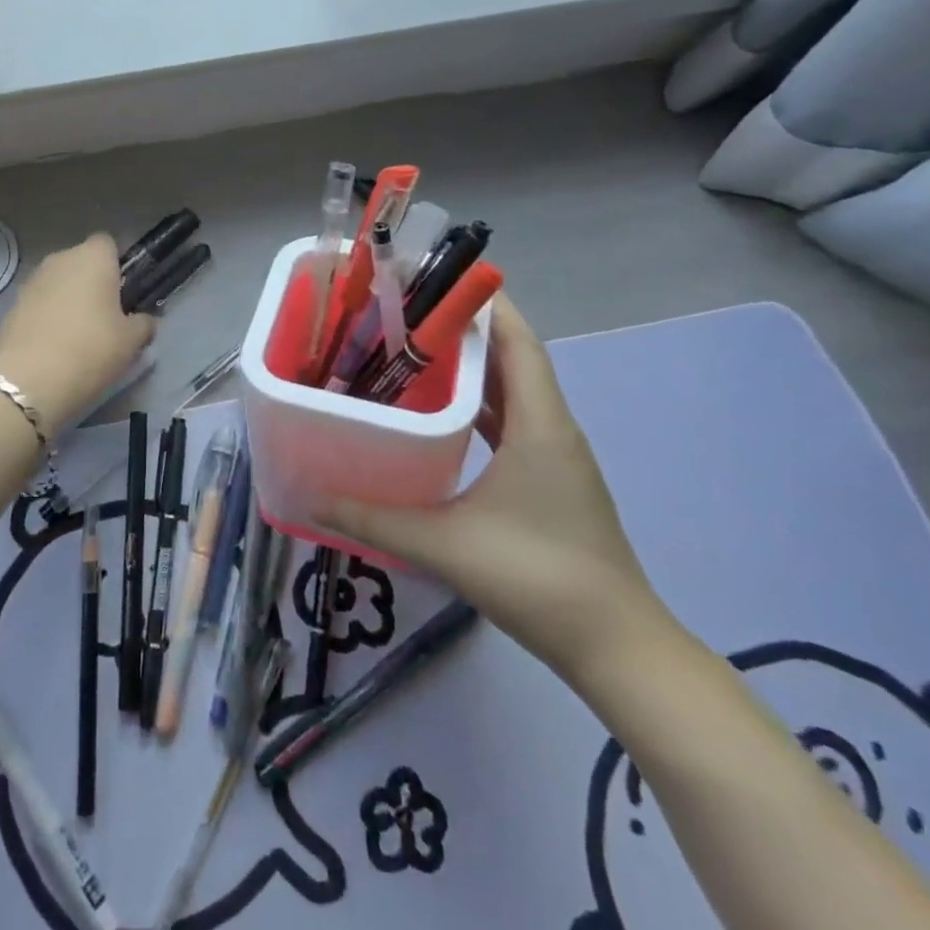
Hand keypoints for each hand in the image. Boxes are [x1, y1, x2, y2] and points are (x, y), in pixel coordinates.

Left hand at [0, 233, 154, 430]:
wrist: (30, 378)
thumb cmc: (91, 349)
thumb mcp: (131, 341)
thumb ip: (143, 324)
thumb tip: (144, 320)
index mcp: (93, 257)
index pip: (108, 244)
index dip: (117, 264)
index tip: (124, 293)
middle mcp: (60, 259)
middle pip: (81, 262)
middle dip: (92, 283)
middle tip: (105, 317)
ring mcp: (32, 280)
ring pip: (58, 282)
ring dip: (68, 299)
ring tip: (78, 335)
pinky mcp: (13, 304)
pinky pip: (40, 303)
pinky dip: (48, 316)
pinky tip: (54, 345)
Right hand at [318, 295, 667, 685]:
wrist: (617, 650)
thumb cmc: (537, 578)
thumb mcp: (443, 545)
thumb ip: (373, 519)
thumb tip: (312, 498)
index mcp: (539, 425)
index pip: (518, 341)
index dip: (485, 304)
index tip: (434, 279)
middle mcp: (552, 429)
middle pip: (513, 358)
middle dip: (464, 329)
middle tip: (404, 314)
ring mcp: (555, 457)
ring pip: (512, 392)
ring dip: (472, 368)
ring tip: (413, 352)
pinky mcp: (550, 481)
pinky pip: (512, 423)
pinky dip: (479, 406)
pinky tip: (439, 414)